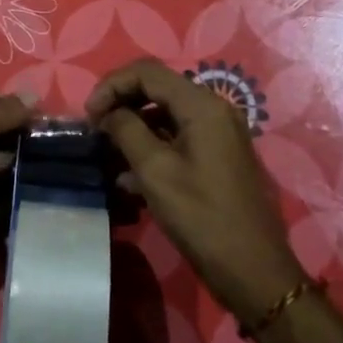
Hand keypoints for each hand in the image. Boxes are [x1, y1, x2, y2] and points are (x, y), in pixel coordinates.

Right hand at [87, 59, 306, 323]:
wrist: (253, 271)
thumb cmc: (201, 217)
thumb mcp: (155, 171)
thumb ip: (126, 130)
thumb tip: (108, 113)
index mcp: (201, 105)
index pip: (146, 72)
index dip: (111, 85)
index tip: (88, 116)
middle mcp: (214, 110)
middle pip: (157, 88)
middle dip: (121, 103)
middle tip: (95, 130)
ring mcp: (219, 133)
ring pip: (166, 113)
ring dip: (134, 126)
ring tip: (108, 153)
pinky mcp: (219, 156)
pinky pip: (178, 136)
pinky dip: (152, 145)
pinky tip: (130, 175)